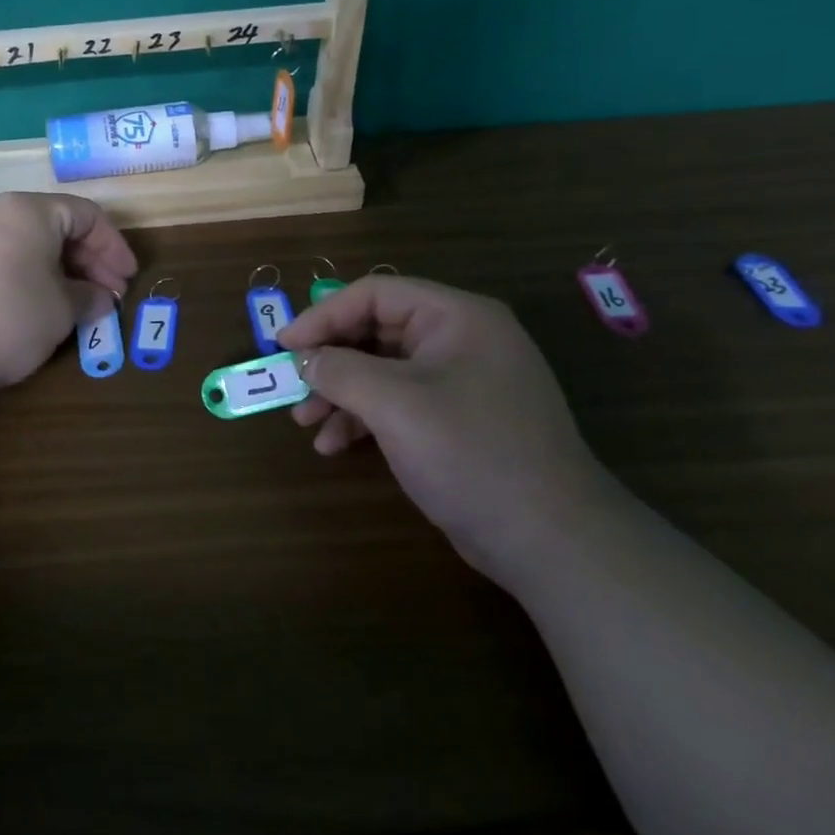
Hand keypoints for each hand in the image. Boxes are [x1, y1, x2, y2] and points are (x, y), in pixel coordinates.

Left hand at [0, 192, 137, 399]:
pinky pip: (1, 256)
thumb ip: (89, 297)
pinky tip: (36, 304)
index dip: (114, 248)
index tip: (127, 280)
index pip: (86, 216)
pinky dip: (27, 274)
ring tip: (75, 303)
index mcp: (29, 210)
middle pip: (56, 226)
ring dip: (59, 270)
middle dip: (88, 261)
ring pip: (27, 242)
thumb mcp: (61, 310)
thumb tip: (99, 299)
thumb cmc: (7, 319)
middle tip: (107, 296)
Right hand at [276, 276, 615, 581]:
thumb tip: (305, 360)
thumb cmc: (470, 453)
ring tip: (306, 424)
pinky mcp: (457, 421)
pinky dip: (364, 419)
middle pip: (376, 331)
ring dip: (340, 394)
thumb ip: (340, 371)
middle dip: (330, 361)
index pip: (375, 294)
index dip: (323, 315)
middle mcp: (459, 340)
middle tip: (292, 387)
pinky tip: (335, 446)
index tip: (284, 346)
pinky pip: (398, 403)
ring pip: (382, 370)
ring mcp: (460, 382)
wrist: (550, 540)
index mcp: (456, 317)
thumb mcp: (395, 405)